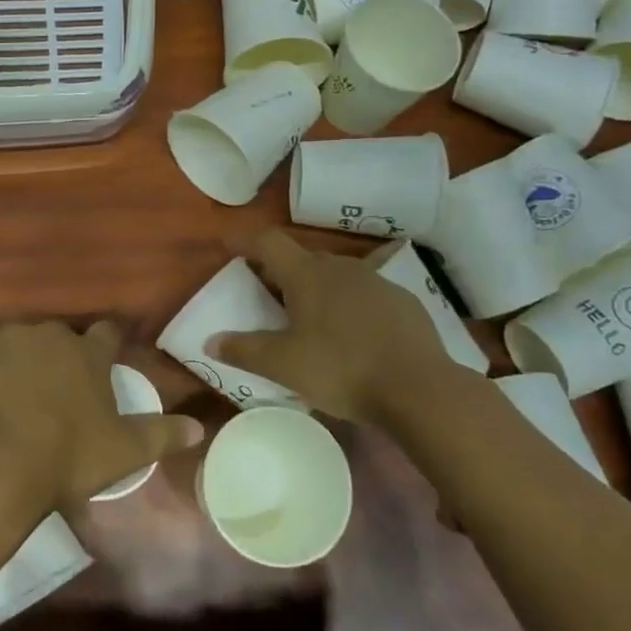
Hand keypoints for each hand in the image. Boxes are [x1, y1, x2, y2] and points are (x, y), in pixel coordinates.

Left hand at [0, 320, 205, 512]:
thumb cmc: (67, 457)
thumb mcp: (125, 452)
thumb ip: (163, 434)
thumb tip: (200, 428)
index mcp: (91, 353)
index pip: (108, 333)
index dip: (107, 346)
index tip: (102, 361)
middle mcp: (54, 333)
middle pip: (62, 337)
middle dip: (60, 356)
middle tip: (53, 389)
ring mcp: (12, 333)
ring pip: (21, 337)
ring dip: (21, 356)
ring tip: (12, 389)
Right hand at [214, 229, 470, 429]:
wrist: (419, 389)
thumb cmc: (342, 370)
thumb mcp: (284, 366)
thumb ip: (244, 350)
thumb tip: (210, 341)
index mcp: (307, 275)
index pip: (268, 242)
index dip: (245, 241)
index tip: (229, 246)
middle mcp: (342, 267)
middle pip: (302, 259)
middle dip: (281, 272)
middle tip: (267, 294)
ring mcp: (377, 282)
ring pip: (337, 275)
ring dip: (318, 288)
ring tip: (310, 318)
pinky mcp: (404, 301)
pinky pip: (366, 294)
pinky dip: (350, 305)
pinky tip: (354, 335)